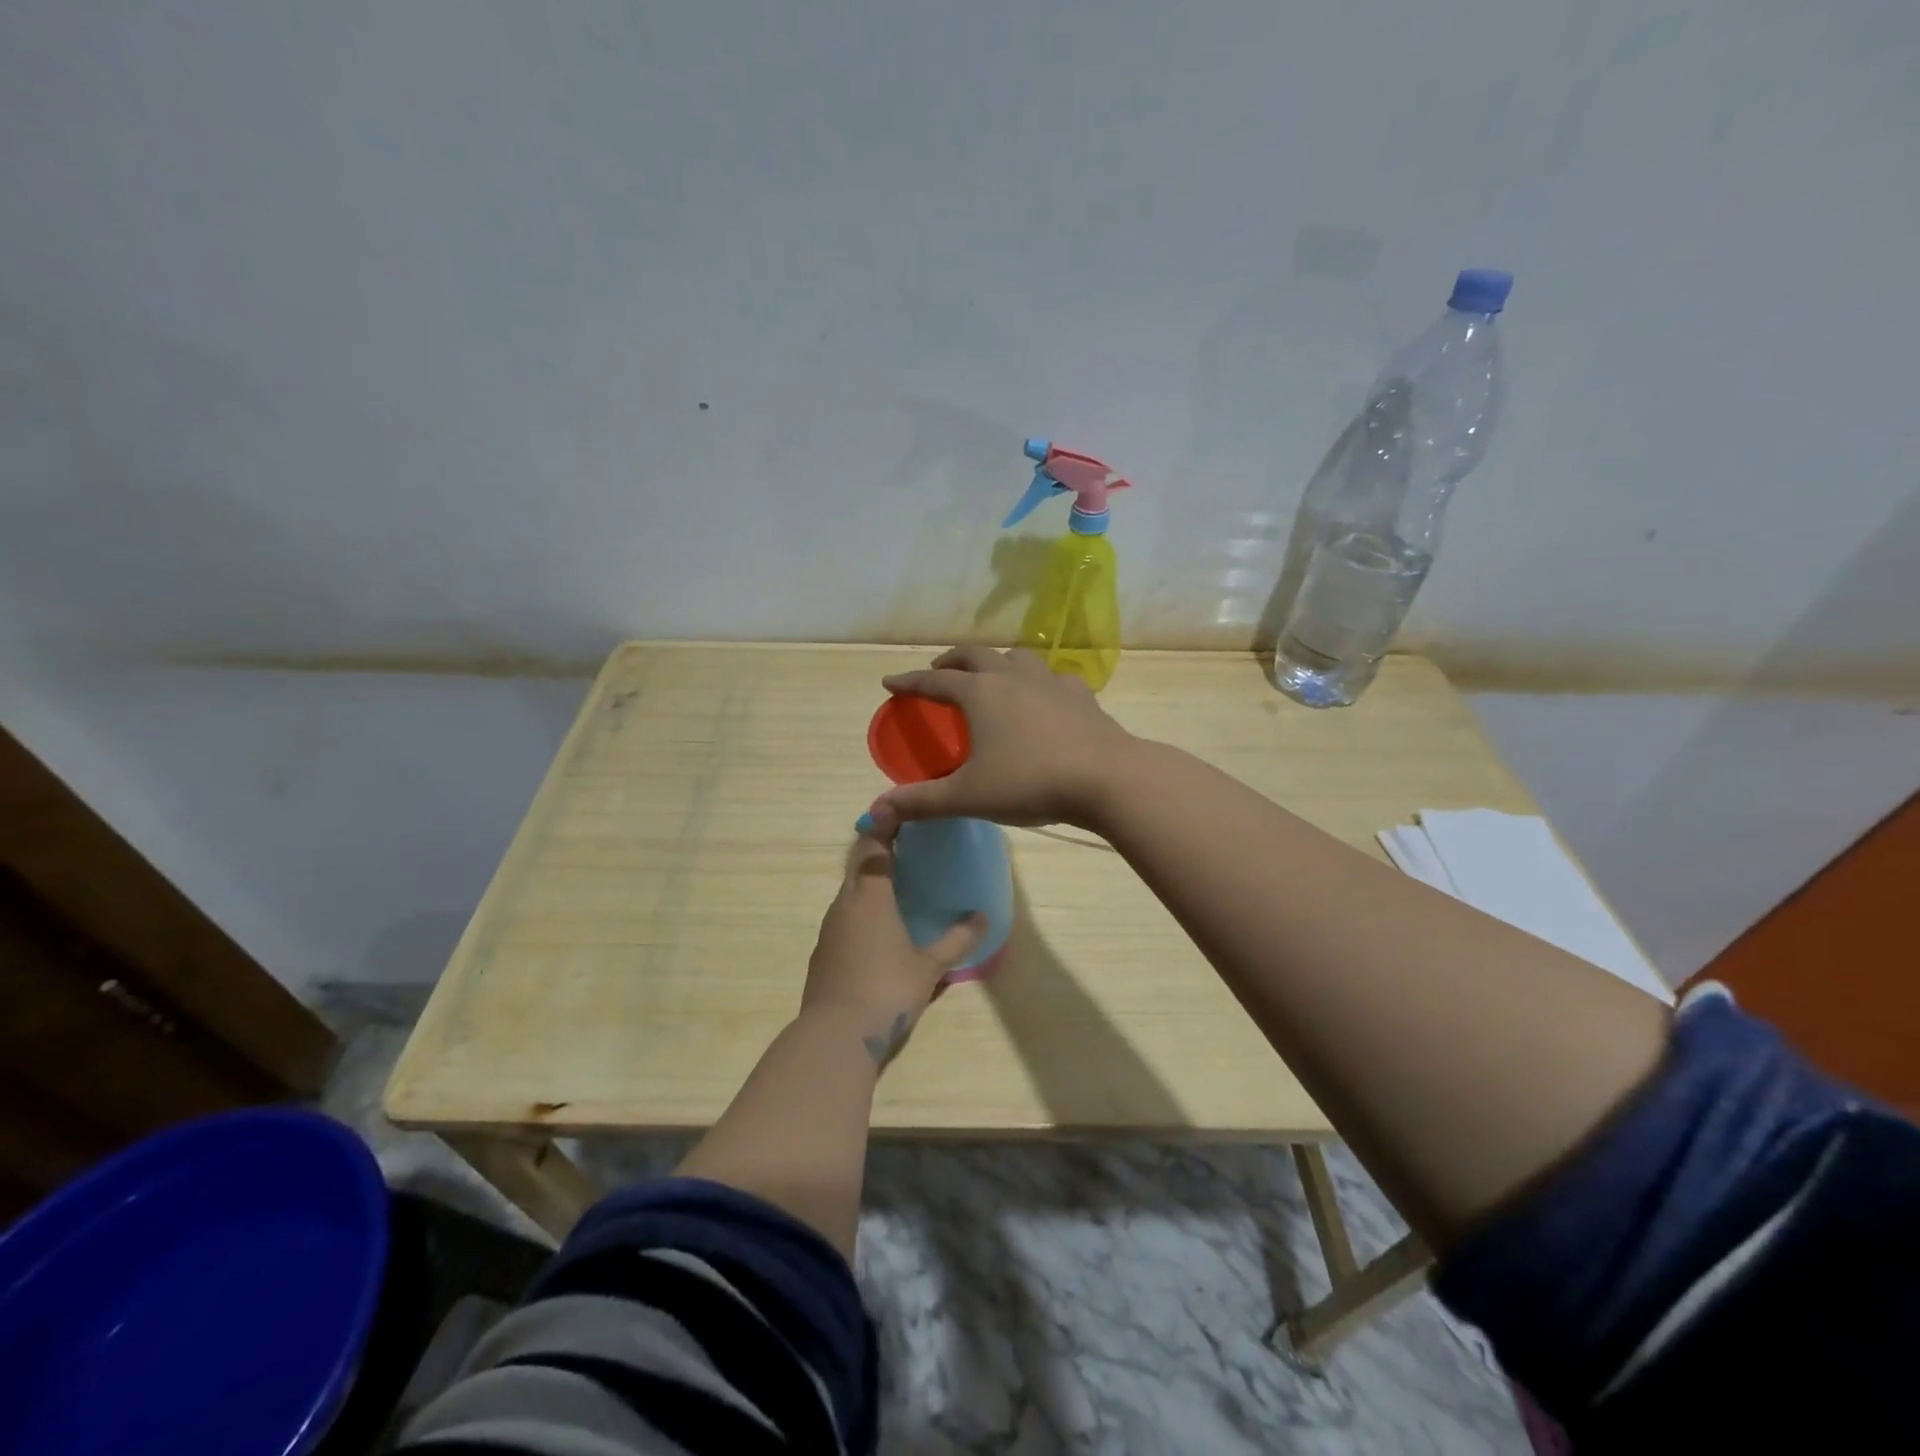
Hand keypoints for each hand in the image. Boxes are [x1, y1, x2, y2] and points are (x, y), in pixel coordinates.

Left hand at [802, 828, 982, 1066]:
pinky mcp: (822, 954)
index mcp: (870, 896)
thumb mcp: (929, 967)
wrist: (834, 1037)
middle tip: (907, 847)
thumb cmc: (886, 990)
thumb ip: (957, 941)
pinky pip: (844, 920)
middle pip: (860, 867)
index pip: (874, 846)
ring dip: (870, 886)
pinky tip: (878, 934)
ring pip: (850, 895)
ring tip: (897, 889)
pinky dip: (861, 914)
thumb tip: (983, 917)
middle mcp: (845, 904)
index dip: (885, 824)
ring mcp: (829, 929)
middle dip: (880, 853)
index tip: (898, 809)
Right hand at [867, 646, 1133, 833]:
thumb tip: (874, 812)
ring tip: (991, 675)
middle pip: (975, 656)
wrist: (1106, 779)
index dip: (910, 682)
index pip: (935, 681)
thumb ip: (920, 802)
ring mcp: (1050, 682)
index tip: (890, 682)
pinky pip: (1053, 678)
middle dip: (951, 661)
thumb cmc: (1029, 783)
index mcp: (980, 694)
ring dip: (996, 662)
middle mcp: (1012, 677)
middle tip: (939, 671)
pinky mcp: (1081, 695)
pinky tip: (1044, 696)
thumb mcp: (968, 796)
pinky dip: (1039, 681)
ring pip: (1017, 657)